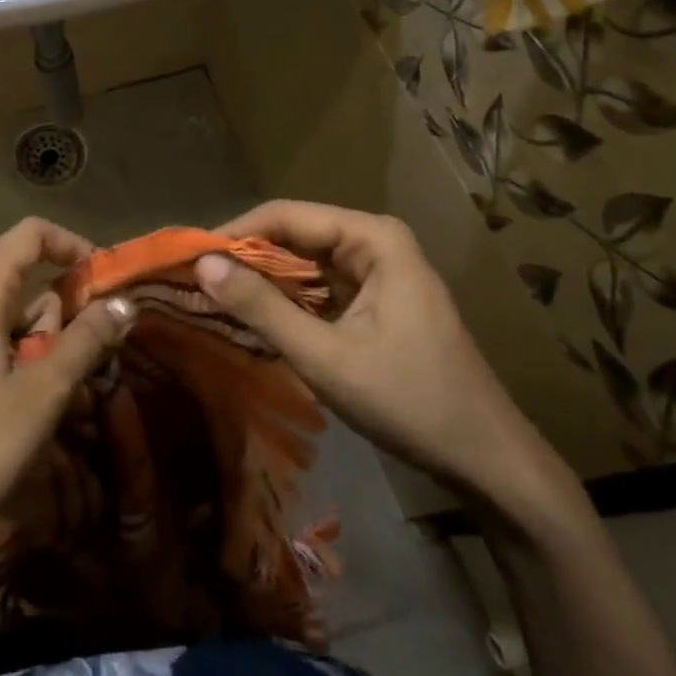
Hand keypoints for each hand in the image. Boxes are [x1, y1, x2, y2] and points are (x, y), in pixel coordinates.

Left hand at [0, 218, 131, 566]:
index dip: (71, 244)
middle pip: (19, 280)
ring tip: (51, 397)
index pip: (29, 234)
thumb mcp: (43, 392)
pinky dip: (11, 360)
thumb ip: (86, 340)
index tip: (102, 279)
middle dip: (57, 312)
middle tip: (77, 362)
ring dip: (37, 344)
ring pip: (2, 318)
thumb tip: (123, 302)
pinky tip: (18, 411)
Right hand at [196, 201, 559, 512]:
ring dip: (263, 281)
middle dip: (246, 258)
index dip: (234, 233)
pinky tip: (254, 319)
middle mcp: (375, 241)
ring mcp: (378, 271)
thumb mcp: (326, 356)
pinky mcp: (376, 300)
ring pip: (305, 263)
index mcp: (373, 238)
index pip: (286, 216)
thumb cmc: (410, 401)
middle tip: (194, 283)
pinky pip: (321, 288)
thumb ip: (262, 308)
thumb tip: (203, 265)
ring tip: (212, 299)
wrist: (486, 459)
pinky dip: (287, 301)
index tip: (188, 259)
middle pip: (295, 236)